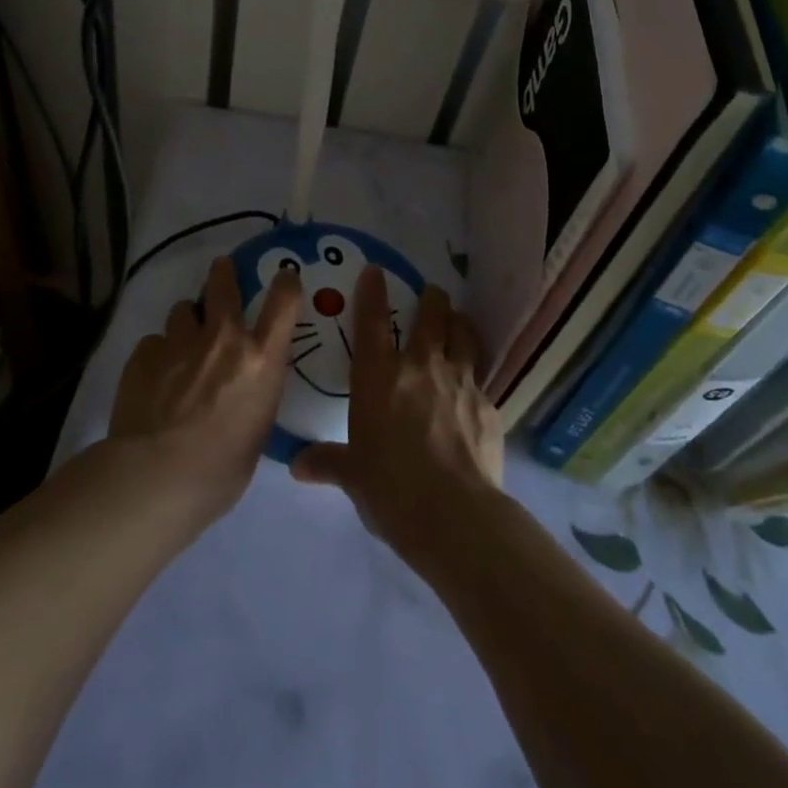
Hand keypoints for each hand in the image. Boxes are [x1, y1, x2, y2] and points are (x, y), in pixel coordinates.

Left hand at [108, 256, 298, 524]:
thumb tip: (244, 388)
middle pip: (223, 284)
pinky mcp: (144, 353)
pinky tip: (153, 379)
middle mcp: (223, 339)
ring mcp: (180, 341)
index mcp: (261, 359)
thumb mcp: (257, 428)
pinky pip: (154, 342)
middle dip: (223, 274)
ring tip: (181, 345)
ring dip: (186, 323)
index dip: (285, 283)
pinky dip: (157, 354)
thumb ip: (253, 393)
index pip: (284, 301)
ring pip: (182, 311)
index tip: (284, 277)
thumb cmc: (221, 470)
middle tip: (221, 270)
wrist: (156, 477)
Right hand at [290, 268, 502, 551]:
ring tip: (456, 322)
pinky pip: (482, 378)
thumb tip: (298, 466)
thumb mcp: (353, 476)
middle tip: (430, 293)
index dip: (372, 291)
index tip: (375, 270)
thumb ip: (328, 463)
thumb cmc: (391, 490)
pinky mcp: (489, 404)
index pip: (372, 321)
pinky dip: (476, 374)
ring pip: (464, 333)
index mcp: (379, 377)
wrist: (455, 516)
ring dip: (459, 323)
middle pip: (431, 314)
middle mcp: (421, 366)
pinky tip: (474, 389)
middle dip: (431, 298)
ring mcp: (461, 381)